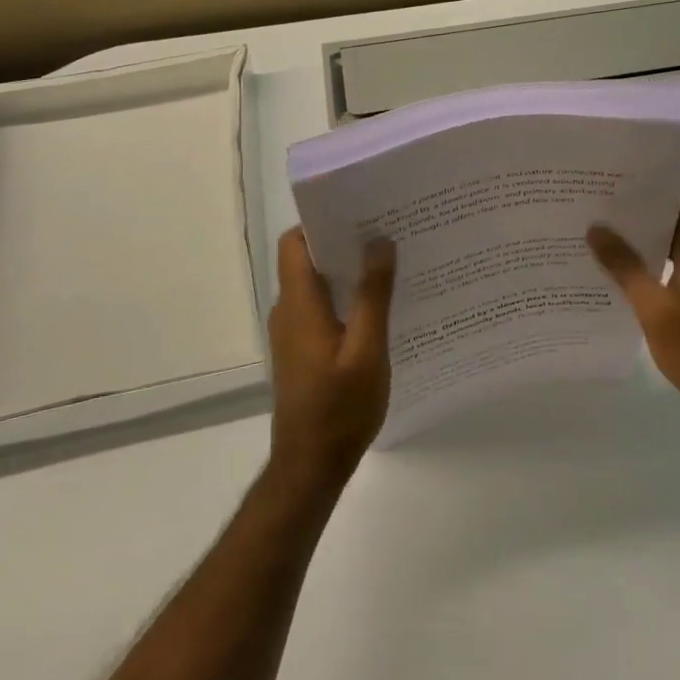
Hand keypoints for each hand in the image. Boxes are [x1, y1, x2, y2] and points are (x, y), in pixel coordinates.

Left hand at [266, 229, 396, 492]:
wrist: (310, 466)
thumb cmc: (340, 408)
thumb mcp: (367, 350)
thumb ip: (373, 295)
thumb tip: (379, 241)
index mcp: (299, 304)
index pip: (294, 243)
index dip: (321, 222)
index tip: (360, 213)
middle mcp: (288, 311)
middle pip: (307, 260)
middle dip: (344, 244)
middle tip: (388, 235)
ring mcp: (293, 333)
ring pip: (317, 286)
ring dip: (348, 273)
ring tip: (390, 267)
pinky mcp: (301, 351)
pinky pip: (321, 309)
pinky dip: (345, 300)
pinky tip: (380, 310)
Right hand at [588, 185, 679, 421]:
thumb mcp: (655, 309)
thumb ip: (626, 267)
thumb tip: (596, 228)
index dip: (659, 185)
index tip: (622, 181)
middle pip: (677, 219)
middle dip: (641, 211)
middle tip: (599, 206)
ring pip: (673, 245)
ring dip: (643, 240)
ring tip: (601, 236)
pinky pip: (672, 268)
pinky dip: (649, 265)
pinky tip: (620, 276)